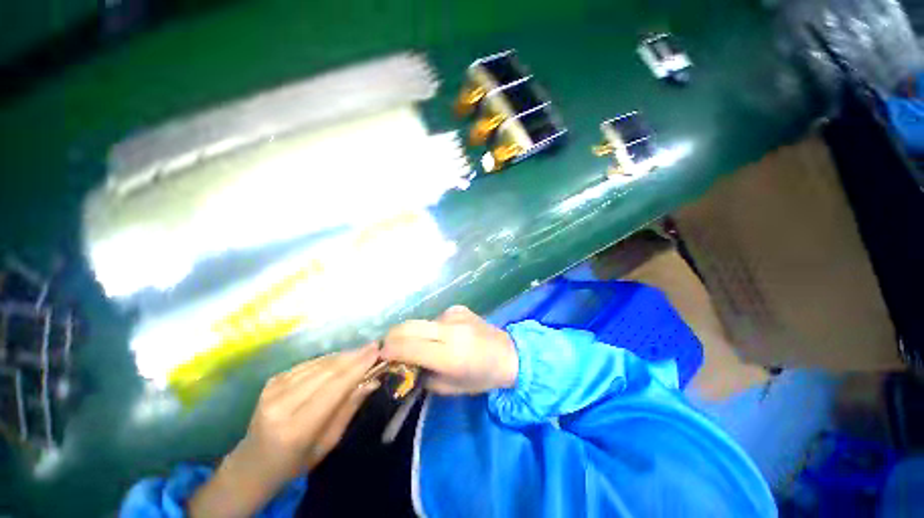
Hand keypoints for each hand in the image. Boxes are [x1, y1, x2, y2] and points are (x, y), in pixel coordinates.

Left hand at [189, 344, 380, 517]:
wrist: (253, 463)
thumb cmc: (295, 462)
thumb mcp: (328, 444)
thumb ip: (349, 409)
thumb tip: (373, 380)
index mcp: (296, 427)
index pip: (335, 387)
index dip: (359, 366)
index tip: (378, 350)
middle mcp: (282, 403)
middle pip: (328, 370)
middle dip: (355, 356)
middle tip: (375, 346)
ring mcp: (273, 388)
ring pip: (319, 363)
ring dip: (344, 355)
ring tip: (363, 351)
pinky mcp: (273, 379)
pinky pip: (309, 363)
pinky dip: (329, 359)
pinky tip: (342, 358)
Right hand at [381, 306, 517, 394]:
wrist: (507, 353)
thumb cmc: (480, 377)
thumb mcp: (449, 388)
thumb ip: (422, 377)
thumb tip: (402, 365)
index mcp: (450, 355)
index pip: (409, 348)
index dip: (389, 351)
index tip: (380, 356)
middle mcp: (450, 330)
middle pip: (408, 326)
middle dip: (392, 336)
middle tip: (388, 347)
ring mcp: (454, 315)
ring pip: (420, 321)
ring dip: (413, 332)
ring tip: (419, 344)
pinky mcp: (458, 308)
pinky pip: (435, 318)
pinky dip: (430, 328)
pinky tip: (442, 336)